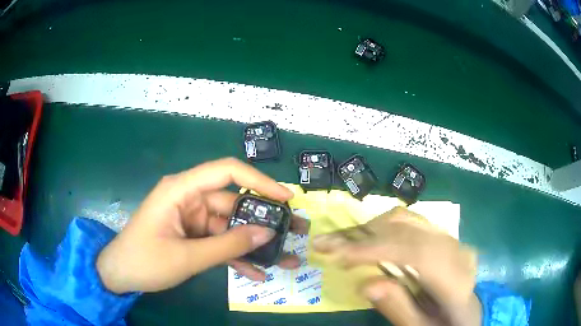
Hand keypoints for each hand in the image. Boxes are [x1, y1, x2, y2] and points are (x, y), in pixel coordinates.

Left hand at [96, 157, 307, 293]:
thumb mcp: (187, 257)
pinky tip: (258, 273)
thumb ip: (228, 246)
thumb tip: (267, 233)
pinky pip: (221, 243)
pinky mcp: (193, 236)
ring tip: (286, 258)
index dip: (259, 181)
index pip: (227, 172)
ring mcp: (193, 219)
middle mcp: (190, 199)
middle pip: (235, 203)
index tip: (285, 198)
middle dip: (265, 219)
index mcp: (182, 190)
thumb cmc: (145, 260)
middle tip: (296, 230)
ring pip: (231, 227)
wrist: (121, 275)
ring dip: (255, 244)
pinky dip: (237, 257)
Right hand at [313, 207, 480, 325]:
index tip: (336, 253)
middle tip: (325, 244)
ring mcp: (450, 238)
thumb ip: (399, 309)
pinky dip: (382, 226)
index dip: (374, 249)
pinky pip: (410, 221)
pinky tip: (366, 238)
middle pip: (407, 229)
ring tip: (341, 242)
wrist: (470, 311)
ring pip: (407, 219)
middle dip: (361, 235)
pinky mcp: (443, 236)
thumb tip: (366, 284)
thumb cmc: (445, 324)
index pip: (415, 252)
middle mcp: (455, 250)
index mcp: (455, 279)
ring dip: (369, 228)